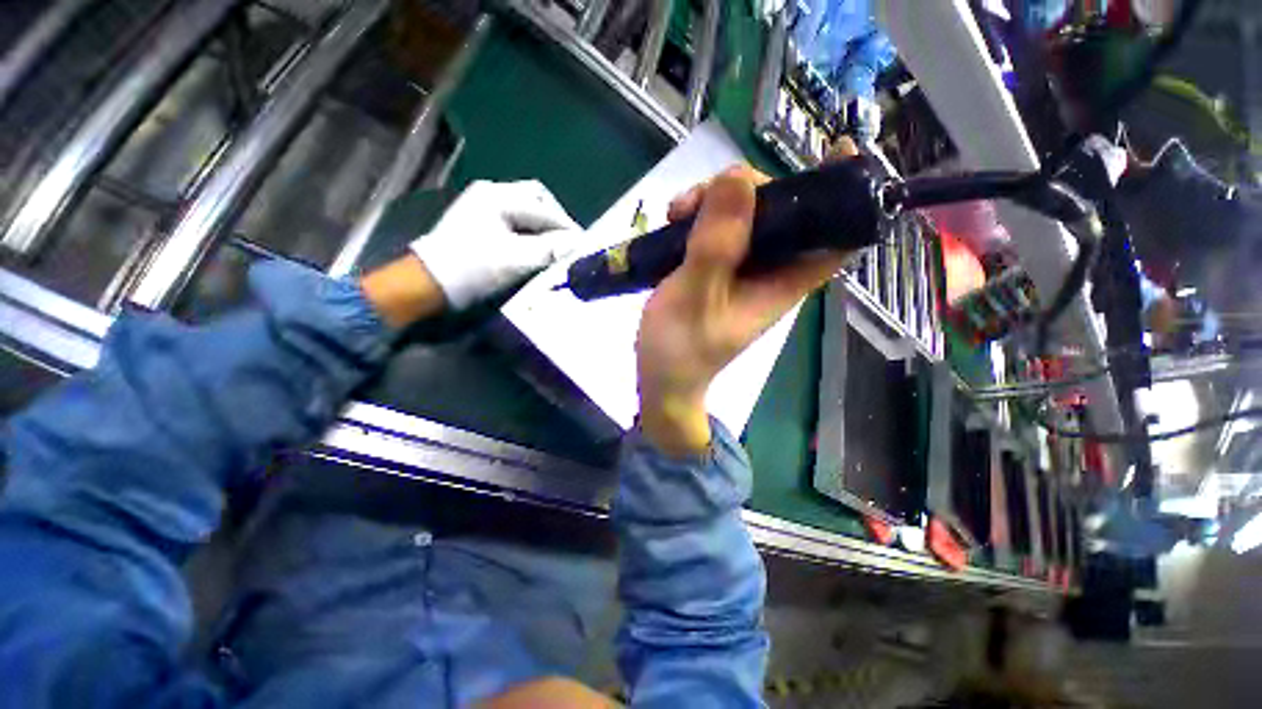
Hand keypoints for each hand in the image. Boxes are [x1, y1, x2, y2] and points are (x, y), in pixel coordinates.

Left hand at [411, 180, 581, 309]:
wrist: (429, 284)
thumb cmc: (472, 269)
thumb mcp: (515, 260)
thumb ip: (550, 250)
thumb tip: (579, 244)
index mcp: (498, 197)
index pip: (545, 208)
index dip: (567, 227)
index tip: (583, 246)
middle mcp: (491, 193)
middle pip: (537, 199)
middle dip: (556, 220)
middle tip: (569, 243)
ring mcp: (484, 205)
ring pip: (527, 209)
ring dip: (544, 226)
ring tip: (556, 247)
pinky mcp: (481, 221)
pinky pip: (516, 219)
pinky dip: (531, 231)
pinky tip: (537, 247)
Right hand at [635, 165, 846, 457]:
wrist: (660, 378)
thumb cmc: (681, 348)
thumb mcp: (696, 295)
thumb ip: (717, 243)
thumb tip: (736, 178)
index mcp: (783, 282)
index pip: (834, 236)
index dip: (843, 194)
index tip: (835, 151)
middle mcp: (770, 270)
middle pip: (782, 210)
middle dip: (748, 190)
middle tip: (702, 195)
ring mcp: (740, 268)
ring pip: (745, 214)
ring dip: (713, 201)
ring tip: (676, 212)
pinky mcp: (716, 267)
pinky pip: (717, 227)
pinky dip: (699, 215)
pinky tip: (673, 219)